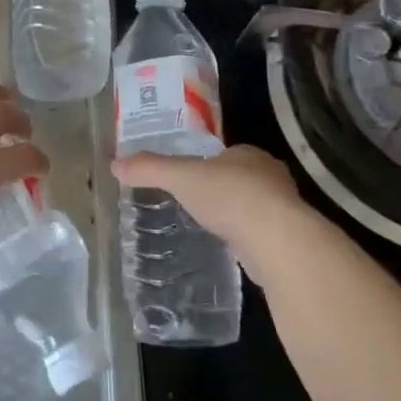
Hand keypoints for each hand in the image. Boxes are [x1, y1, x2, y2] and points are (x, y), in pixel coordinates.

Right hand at [111, 144, 305, 258]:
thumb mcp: (181, 177)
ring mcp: (282, 210)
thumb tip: (114, 164)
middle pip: (242, 179)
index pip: (226, 154)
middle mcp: (271, 177)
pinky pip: (259, 234)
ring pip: (254, 207)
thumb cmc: (229, 196)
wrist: (276, 240)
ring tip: (209, 226)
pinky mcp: (286, 240)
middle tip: (196, 201)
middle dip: (222, 188)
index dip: (208, 163)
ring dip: (236, 214)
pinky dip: (244, 238)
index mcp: (249, 154)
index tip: (190, 176)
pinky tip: (229, 247)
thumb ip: (149, 169)